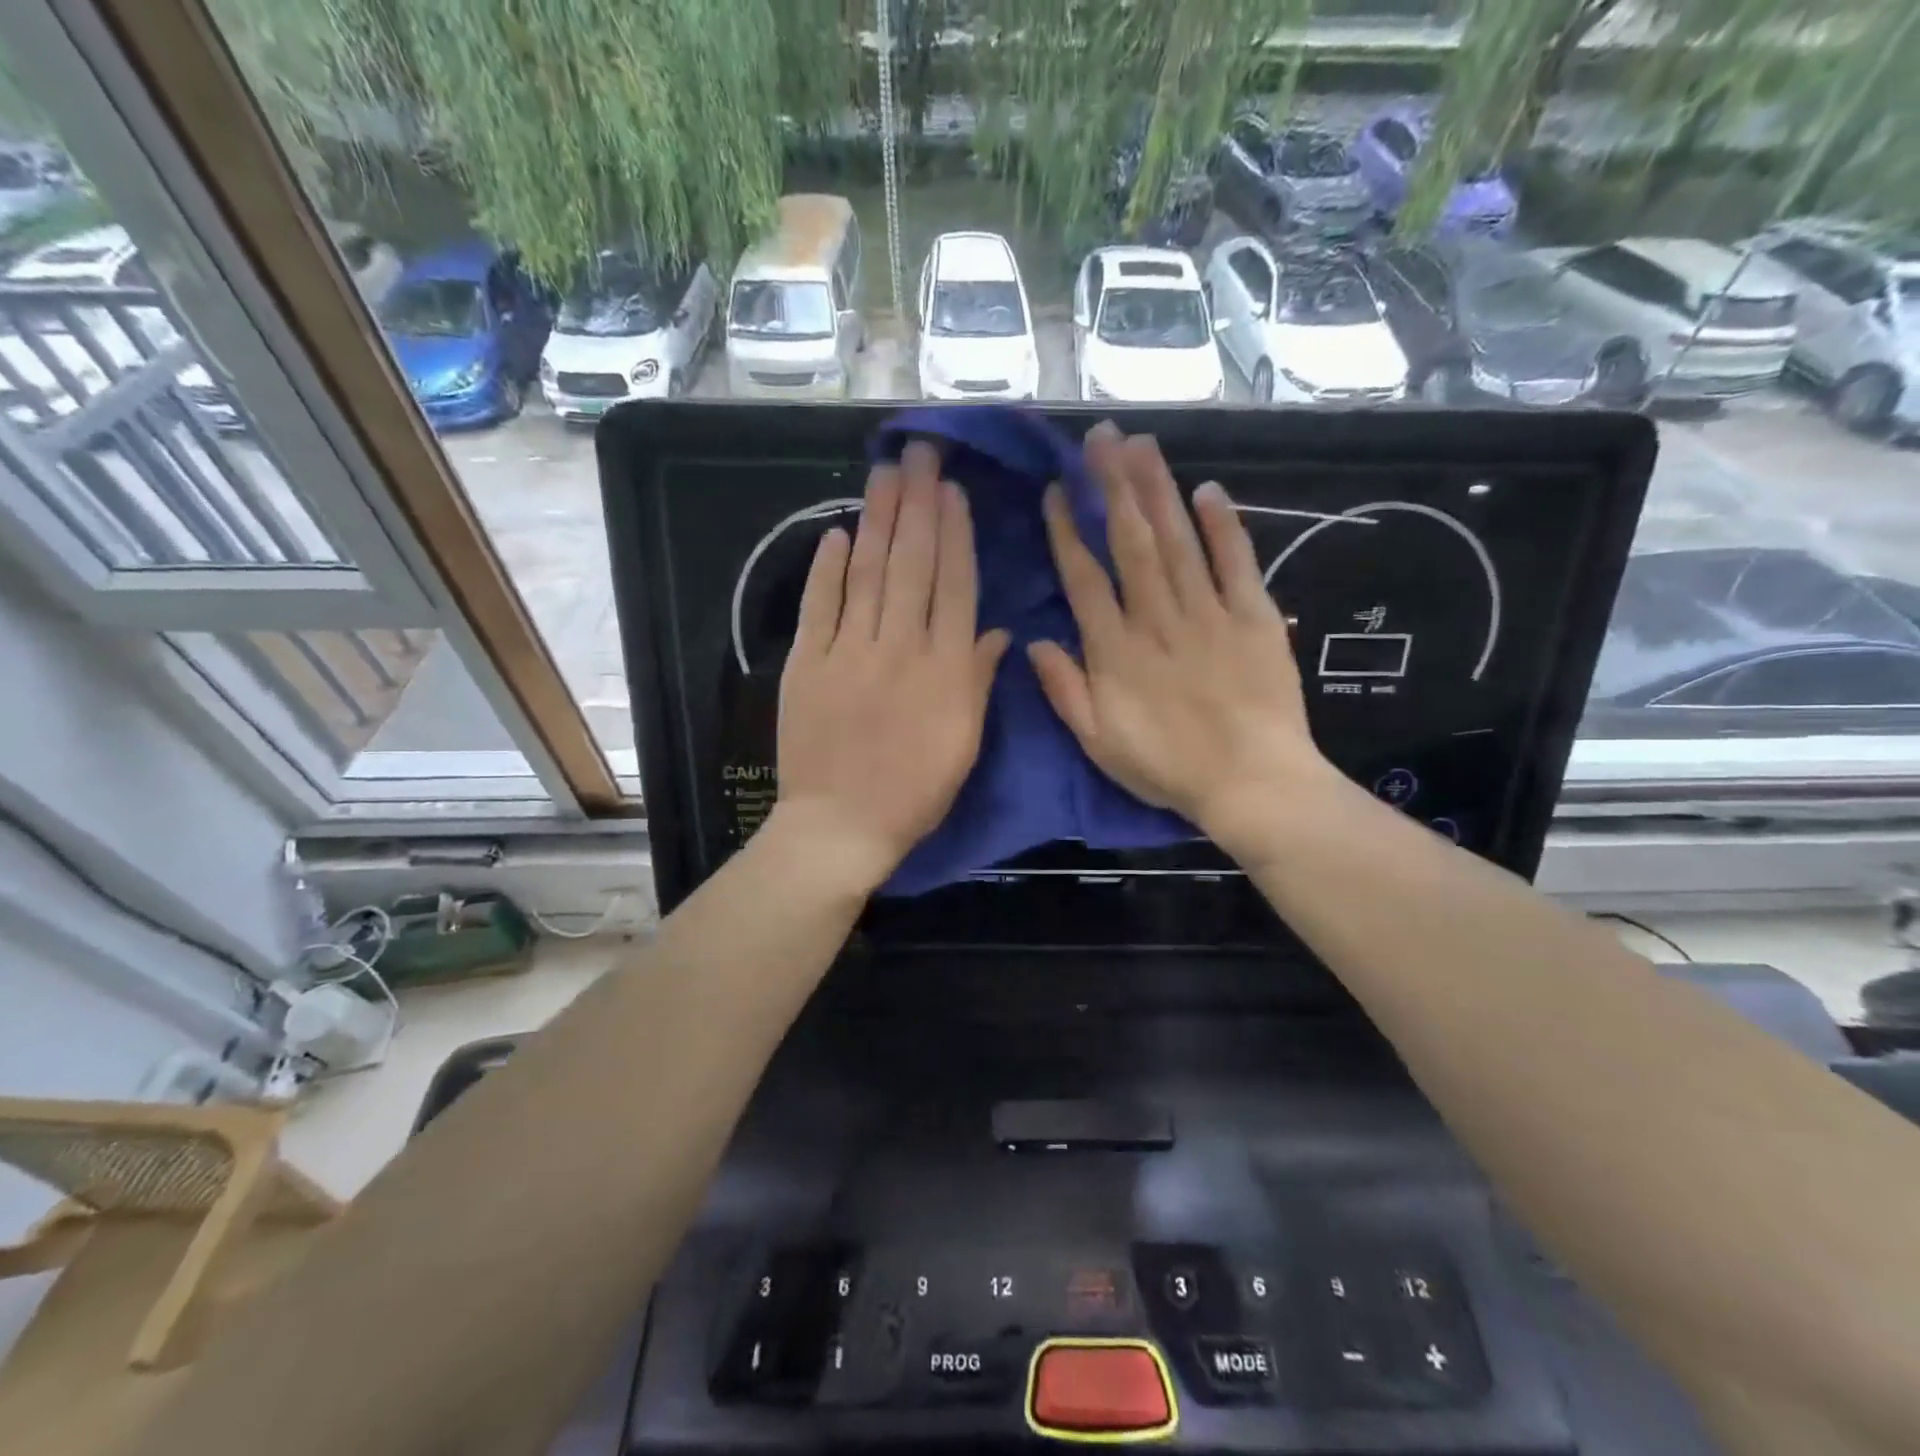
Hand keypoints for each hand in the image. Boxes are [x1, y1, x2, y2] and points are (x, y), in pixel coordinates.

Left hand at [775, 443, 1009, 894]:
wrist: (841, 826)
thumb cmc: (915, 792)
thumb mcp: (965, 743)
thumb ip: (978, 681)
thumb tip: (996, 631)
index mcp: (945, 668)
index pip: (953, 586)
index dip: (954, 534)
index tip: (952, 491)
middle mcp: (900, 647)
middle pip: (912, 565)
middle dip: (917, 505)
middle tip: (919, 453)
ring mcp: (849, 651)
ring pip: (868, 573)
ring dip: (878, 519)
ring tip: (885, 474)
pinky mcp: (806, 664)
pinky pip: (820, 606)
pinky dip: (828, 568)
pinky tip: (839, 533)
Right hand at [1029, 423, 1339, 856]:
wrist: (1252, 782)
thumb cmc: (1168, 767)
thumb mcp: (1098, 742)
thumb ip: (1065, 690)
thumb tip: (1033, 641)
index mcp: (1115, 649)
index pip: (1084, 576)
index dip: (1069, 530)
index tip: (1059, 490)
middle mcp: (1157, 617)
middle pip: (1130, 541)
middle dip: (1113, 486)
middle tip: (1100, 438)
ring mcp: (1208, 612)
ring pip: (1177, 540)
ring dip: (1157, 489)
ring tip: (1140, 444)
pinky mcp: (1254, 616)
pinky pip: (1236, 562)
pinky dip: (1223, 525)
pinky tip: (1208, 490)